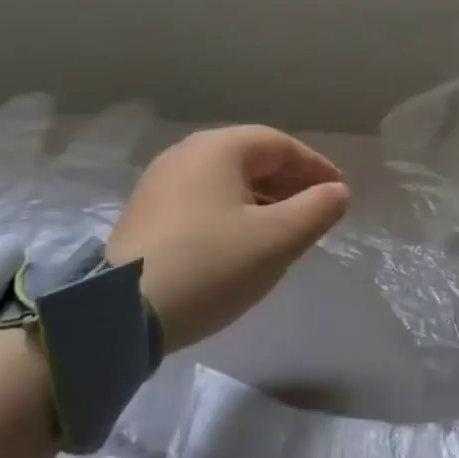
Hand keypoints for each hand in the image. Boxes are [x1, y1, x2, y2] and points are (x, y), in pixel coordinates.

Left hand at [106, 126, 350, 348]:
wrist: (120, 313)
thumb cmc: (211, 265)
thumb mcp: (277, 239)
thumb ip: (317, 210)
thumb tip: (338, 192)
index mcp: (218, 149)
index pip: (280, 144)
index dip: (315, 166)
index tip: (338, 192)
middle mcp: (186, 154)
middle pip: (251, 158)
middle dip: (289, 182)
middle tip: (316, 210)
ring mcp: (160, 183)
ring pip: (227, 180)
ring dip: (263, 198)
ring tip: (286, 229)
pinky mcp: (146, 214)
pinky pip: (204, 199)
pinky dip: (234, 211)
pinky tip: (244, 241)